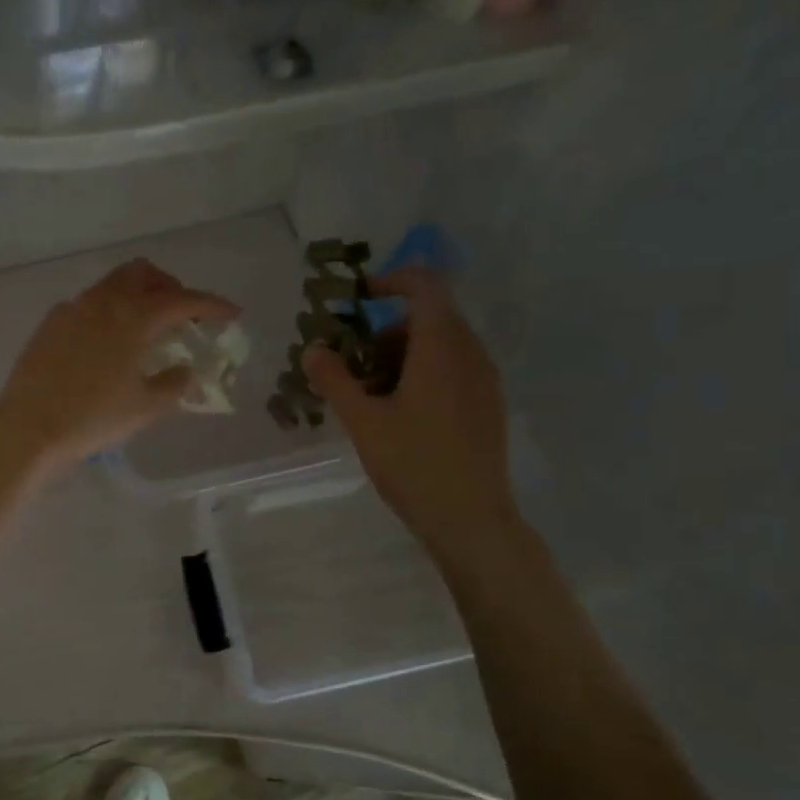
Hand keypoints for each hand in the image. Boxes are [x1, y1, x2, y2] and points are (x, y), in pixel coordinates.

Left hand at [0, 259, 239, 470]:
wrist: (29, 427)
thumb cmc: (93, 418)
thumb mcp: (145, 407)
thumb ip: (174, 383)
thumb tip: (185, 369)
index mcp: (133, 317)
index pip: (182, 300)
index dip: (211, 304)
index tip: (231, 313)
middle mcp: (103, 302)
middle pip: (144, 273)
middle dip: (170, 286)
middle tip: (183, 313)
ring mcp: (72, 309)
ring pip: (113, 284)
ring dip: (138, 295)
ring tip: (147, 327)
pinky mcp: (51, 323)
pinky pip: (88, 303)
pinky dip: (109, 310)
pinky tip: (108, 342)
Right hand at [302, 268, 518, 565]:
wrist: (471, 519)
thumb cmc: (414, 465)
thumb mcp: (364, 422)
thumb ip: (335, 380)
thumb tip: (312, 350)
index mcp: (441, 349)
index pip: (425, 286)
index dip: (392, 280)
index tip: (359, 298)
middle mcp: (470, 354)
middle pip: (431, 316)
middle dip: (387, 328)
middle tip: (354, 361)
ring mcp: (484, 380)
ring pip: (442, 344)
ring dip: (403, 352)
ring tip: (371, 392)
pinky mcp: (487, 404)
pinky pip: (454, 368)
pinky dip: (423, 372)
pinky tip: (400, 412)